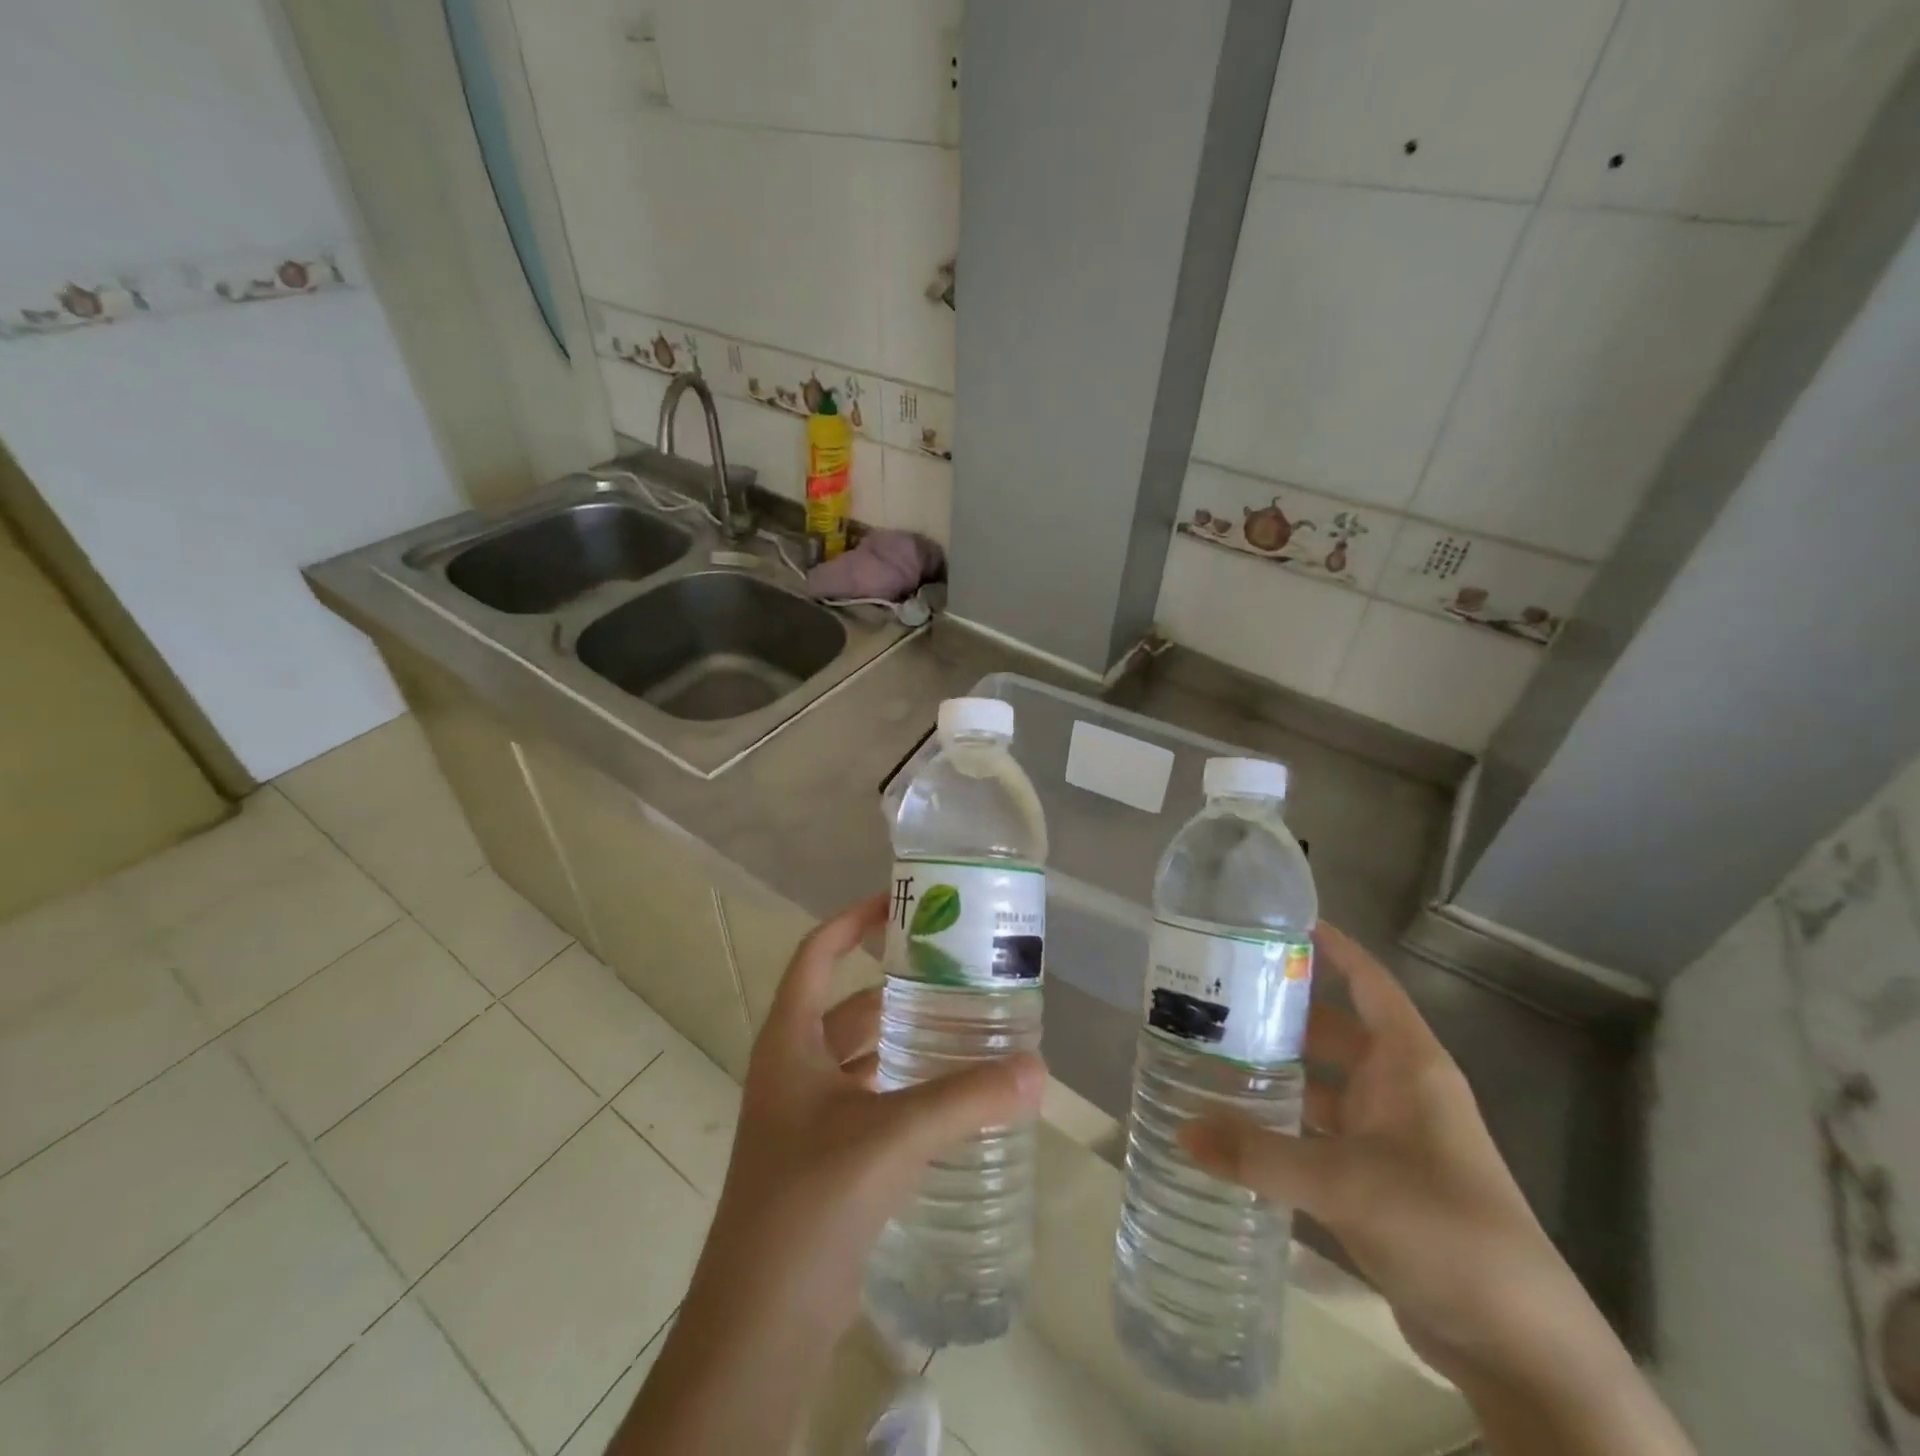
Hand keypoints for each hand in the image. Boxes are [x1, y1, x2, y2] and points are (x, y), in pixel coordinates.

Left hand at [705, 893, 1045, 1331]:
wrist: (759, 1324)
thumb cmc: (808, 1202)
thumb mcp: (890, 1138)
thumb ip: (965, 1100)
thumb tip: (1036, 1069)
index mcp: (790, 1041)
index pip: (817, 954)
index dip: (853, 922)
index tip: (901, 904)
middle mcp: (794, 1067)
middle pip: (849, 1004)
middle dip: (899, 987)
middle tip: (958, 974)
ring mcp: (806, 1115)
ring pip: (863, 1056)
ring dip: (905, 1040)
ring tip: (966, 1028)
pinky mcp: (825, 1157)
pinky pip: (870, 1100)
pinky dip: (905, 1088)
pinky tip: (950, 1098)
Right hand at [1179, 921, 1582, 1386]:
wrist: (1521, 1349)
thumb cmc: (1445, 1231)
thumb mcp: (1345, 1183)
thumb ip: (1259, 1155)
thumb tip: (1181, 1131)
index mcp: (1409, 1065)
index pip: (1369, 983)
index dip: (1333, 948)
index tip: (1280, 922)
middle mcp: (1398, 1090)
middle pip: (1331, 1031)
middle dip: (1279, 1013)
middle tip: (1214, 996)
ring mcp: (1388, 1137)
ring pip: (1320, 1085)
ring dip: (1275, 1072)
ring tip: (1209, 1055)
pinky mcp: (1376, 1181)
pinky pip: (1318, 1133)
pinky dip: (1281, 1125)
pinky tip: (1235, 1125)